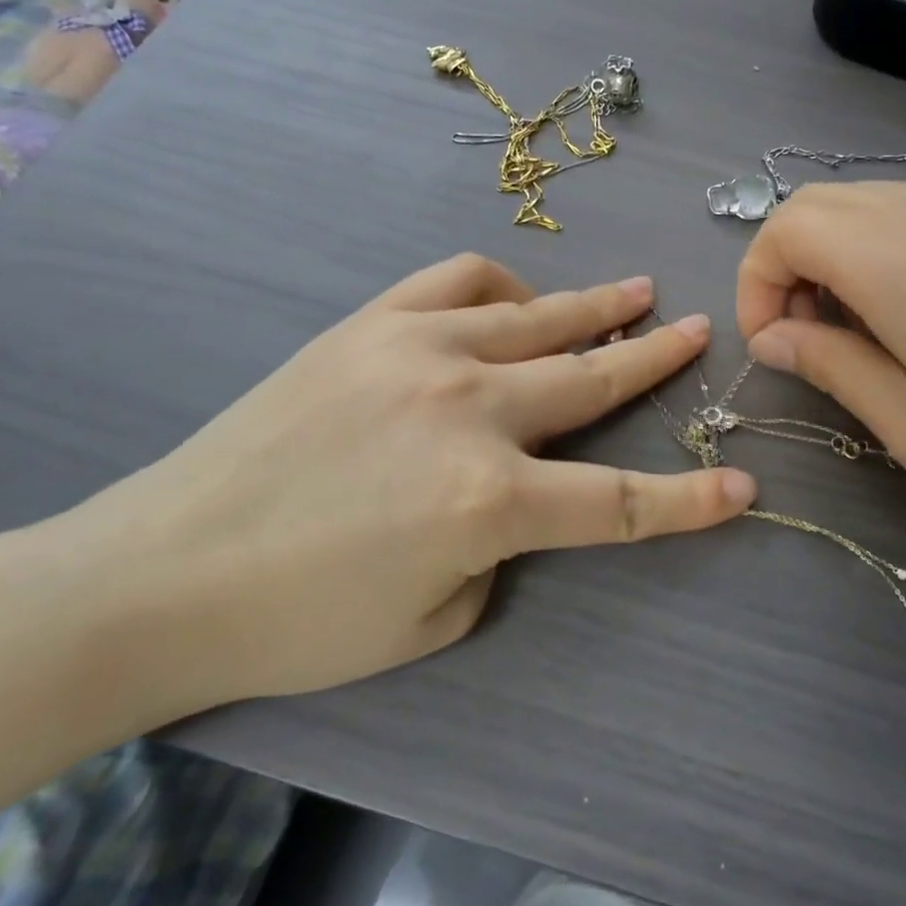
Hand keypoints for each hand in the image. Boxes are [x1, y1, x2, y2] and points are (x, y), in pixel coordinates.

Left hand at [43, 255, 754, 713]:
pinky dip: (503, 287)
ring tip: (634, 293)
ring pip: (537, 316)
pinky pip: (459, 282)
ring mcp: (417, 352)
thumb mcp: (436, 618)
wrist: (162, 571)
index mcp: (488, 501)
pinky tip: (518, 299)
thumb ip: (499, 548)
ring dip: (595, 306)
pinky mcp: (370, 326)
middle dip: (655, 357)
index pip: (620, 503)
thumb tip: (515, 491)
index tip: (743, 488)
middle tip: (696, 331)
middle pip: (591, 378)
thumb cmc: (302, 623)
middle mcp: (468, 410)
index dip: (690, 502)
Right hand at [736, 183, 905, 553]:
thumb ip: (830, 366)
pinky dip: (881, 249)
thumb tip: (774, 337)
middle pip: (819, 204)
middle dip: (785, 265)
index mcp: (899, 263)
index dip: (757, 283)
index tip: (773, 346)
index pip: (785, 228)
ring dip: (833, 255)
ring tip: (856, 330)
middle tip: (805, 337)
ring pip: (867, 203)